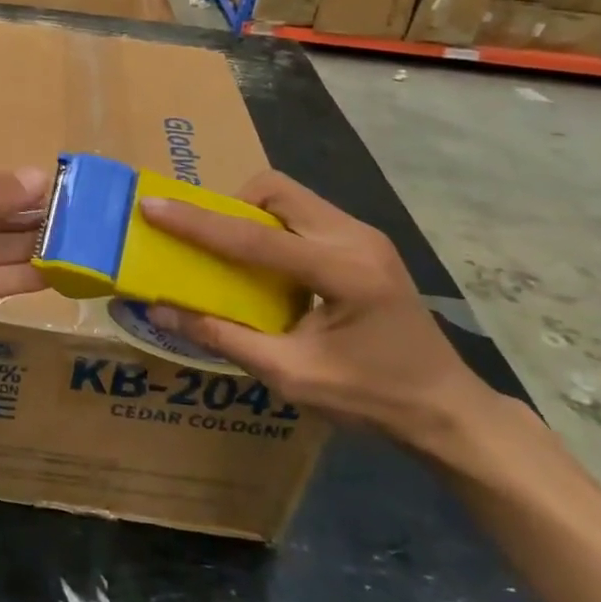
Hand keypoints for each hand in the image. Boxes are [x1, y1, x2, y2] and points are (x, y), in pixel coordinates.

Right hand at [138, 169, 489, 448]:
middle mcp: (356, 238)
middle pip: (276, 190)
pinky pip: (305, 213)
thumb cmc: (372, 399)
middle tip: (208, 242)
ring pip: (290, 196)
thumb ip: (223, 336)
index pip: (254, 238)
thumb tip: (160, 310)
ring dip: (252, 214)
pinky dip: (274, 227)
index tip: (153, 206)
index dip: (197, 223)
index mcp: (343, 272)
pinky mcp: (366, 242)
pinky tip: (271, 266)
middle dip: (231, 206)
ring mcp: (365, 235)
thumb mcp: (291, 376)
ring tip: (236, 255)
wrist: (448, 411)